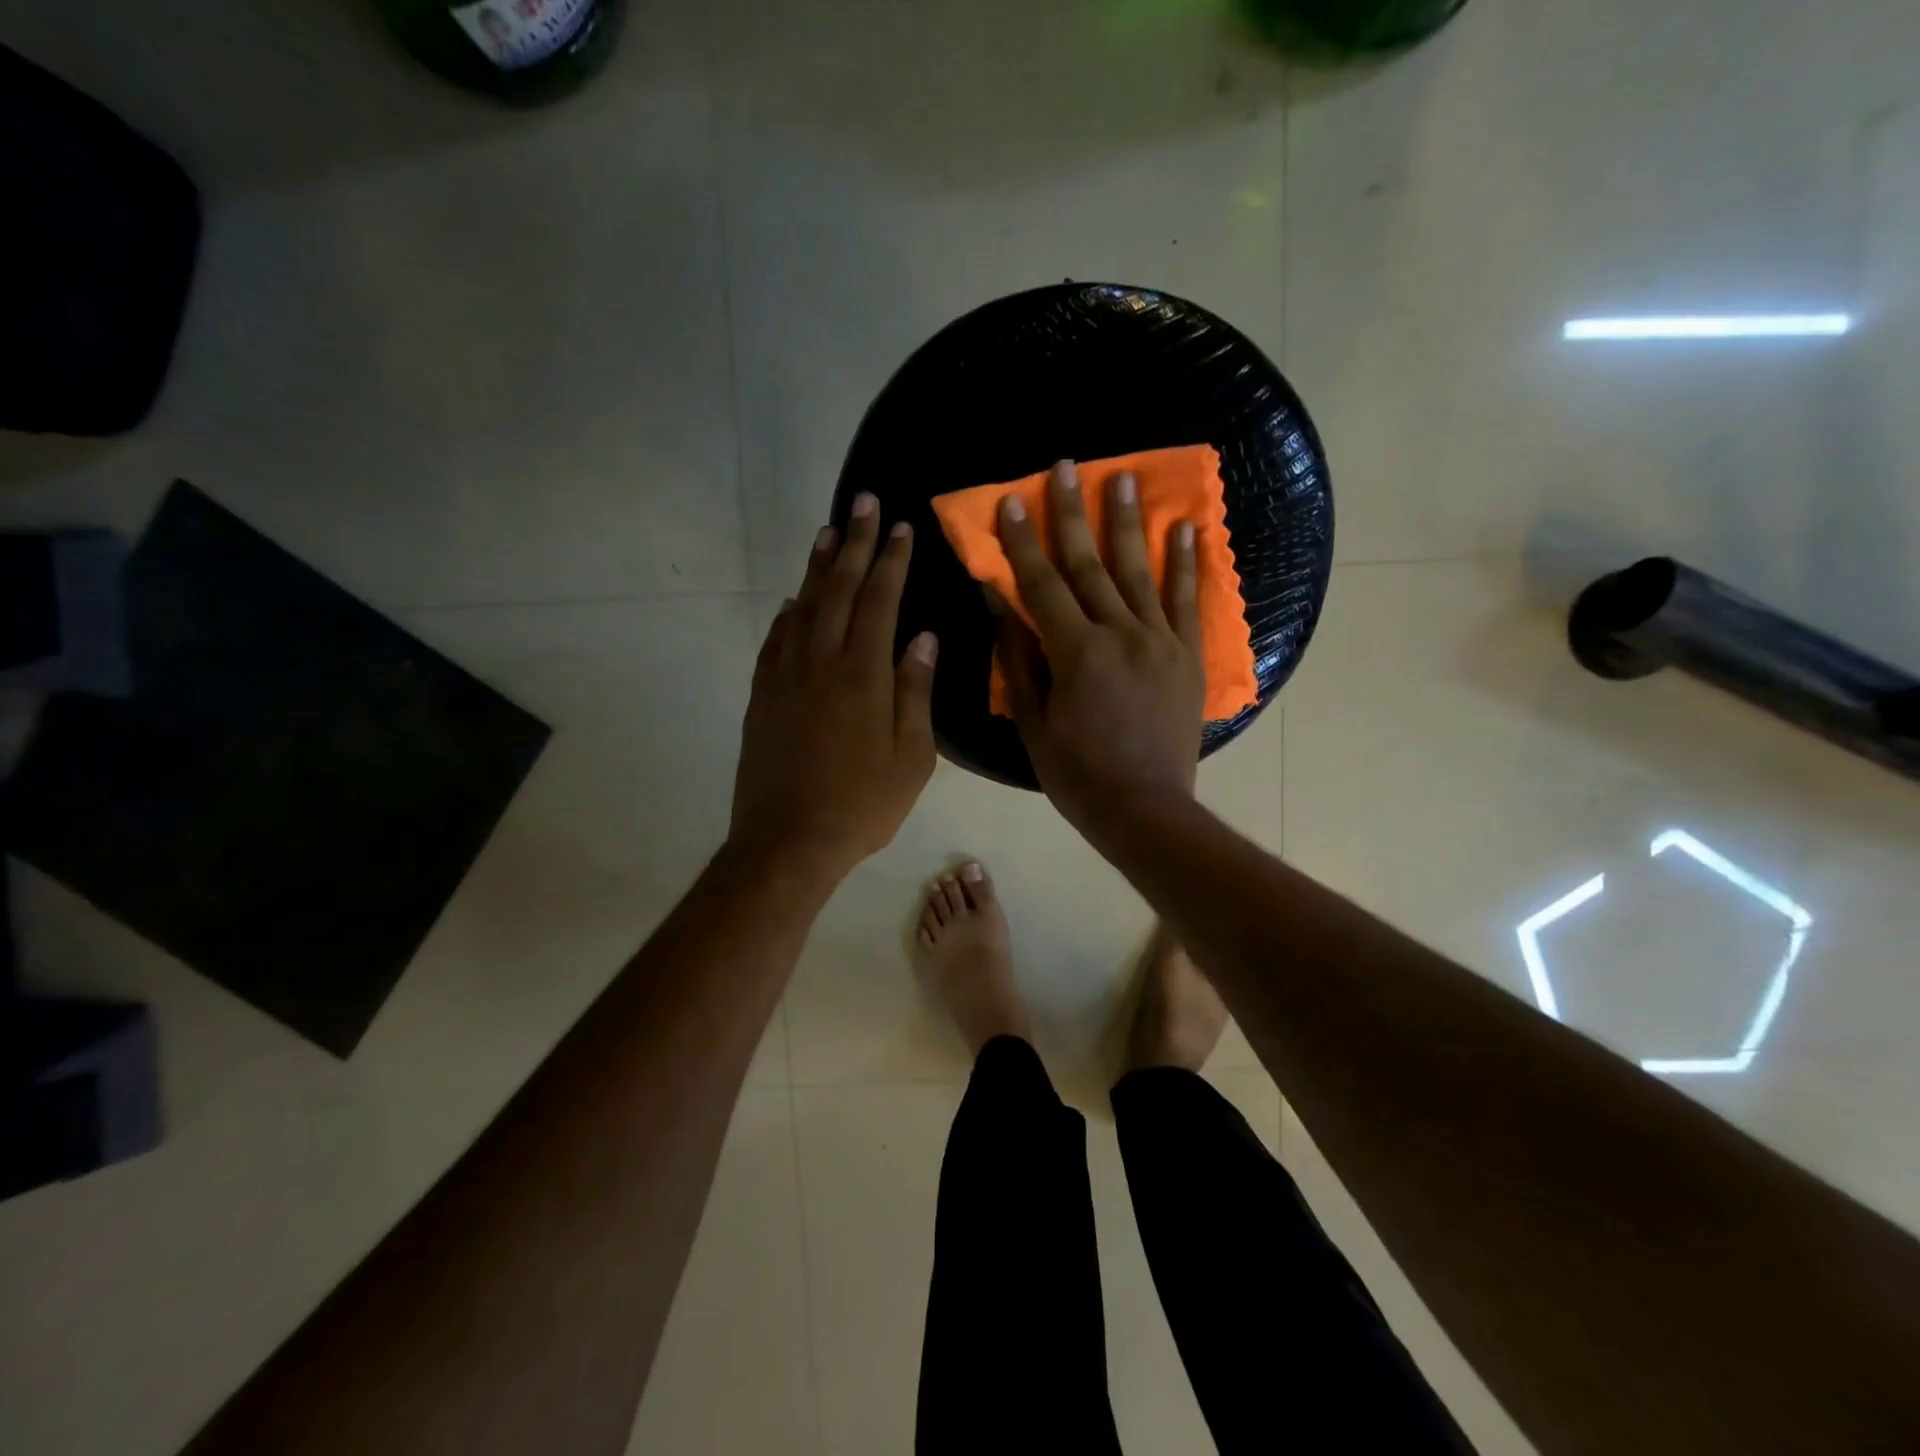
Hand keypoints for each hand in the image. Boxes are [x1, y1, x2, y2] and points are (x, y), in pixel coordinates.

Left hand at [731, 493, 938, 883]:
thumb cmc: (862, 804)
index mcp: (863, 674)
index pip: (879, 601)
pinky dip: (788, 612)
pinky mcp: (762, 695)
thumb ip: (916, 692)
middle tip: (862, 502)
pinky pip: (775, 639)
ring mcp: (785, 676)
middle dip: (853, 542)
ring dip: (817, 566)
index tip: (900, 526)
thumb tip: (922, 638)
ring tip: (828, 531)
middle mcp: (820, 662)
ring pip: (803, 606)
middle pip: (838, 589)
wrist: (787, 840)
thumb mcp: (911, 757)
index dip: (891, 560)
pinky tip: (795, 599)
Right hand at [994, 460, 1204, 840]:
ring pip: (1140, 570)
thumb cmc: (1077, 773)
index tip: (1010, 501)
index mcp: (1076, 652)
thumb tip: (1000, 601)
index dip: (1022, 541)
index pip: (1042, 584)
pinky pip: (1187, 601)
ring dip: (1129, 521)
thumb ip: (1018, 656)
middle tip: (1065, 467)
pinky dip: (1186, 563)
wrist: (1145, 808)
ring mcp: (1160, 641)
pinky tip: (1185, 528)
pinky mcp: (1188, 655)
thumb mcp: (1033, 719)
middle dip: (1072, 512)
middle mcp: (1120, 633)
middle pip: (1090, 564)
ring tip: (1124, 476)